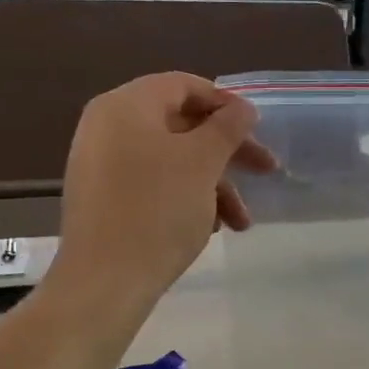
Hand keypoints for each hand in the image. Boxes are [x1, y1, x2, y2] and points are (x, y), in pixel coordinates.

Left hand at [53, 73, 275, 307]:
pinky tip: (209, 229)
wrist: (104, 282)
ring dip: (213, 185)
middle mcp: (107, 126)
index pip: (184, 86)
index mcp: (126, 105)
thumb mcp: (202, 162)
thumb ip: (227, 127)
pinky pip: (152, 185)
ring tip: (240, 222)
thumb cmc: (158, 210)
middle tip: (267, 172)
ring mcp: (101, 164)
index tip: (257, 130)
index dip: (226, 104)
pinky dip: (185, 199)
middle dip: (227, 152)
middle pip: (181, 125)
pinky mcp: (103, 199)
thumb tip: (242, 108)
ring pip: (171, 161)